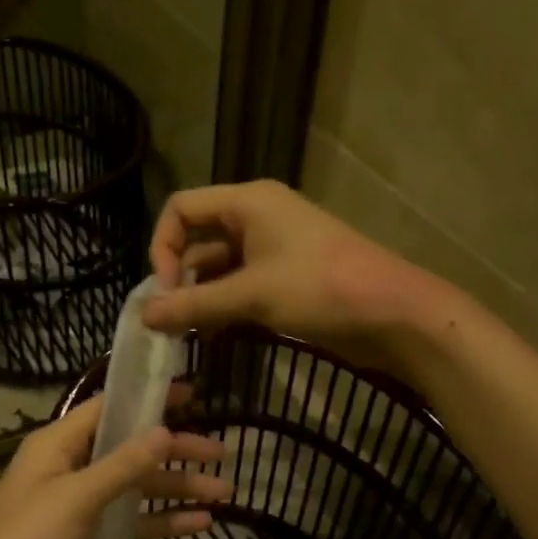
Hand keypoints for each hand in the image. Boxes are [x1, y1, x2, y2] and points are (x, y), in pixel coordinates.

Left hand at [0, 394, 226, 538]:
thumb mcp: (78, 497)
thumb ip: (123, 464)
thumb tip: (164, 430)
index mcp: (57, 445)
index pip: (109, 408)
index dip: (149, 399)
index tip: (192, 393)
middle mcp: (69, 469)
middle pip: (130, 450)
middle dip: (175, 452)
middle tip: (222, 453)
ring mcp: (78, 508)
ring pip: (136, 489)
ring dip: (176, 490)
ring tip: (225, 493)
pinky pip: (131, 524)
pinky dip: (162, 522)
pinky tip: (199, 524)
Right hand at [142, 181, 445, 370]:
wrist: (393, 314)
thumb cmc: (321, 289)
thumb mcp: (251, 295)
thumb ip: (194, 305)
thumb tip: (144, 317)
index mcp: (248, 202)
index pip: (182, 209)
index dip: (163, 247)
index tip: (167, 291)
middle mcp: (256, 217)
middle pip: (198, 238)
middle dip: (180, 278)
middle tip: (170, 321)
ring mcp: (273, 248)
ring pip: (219, 267)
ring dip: (201, 297)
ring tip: (189, 334)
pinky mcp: (286, 277)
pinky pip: (241, 285)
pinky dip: (224, 306)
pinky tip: (215, 336)